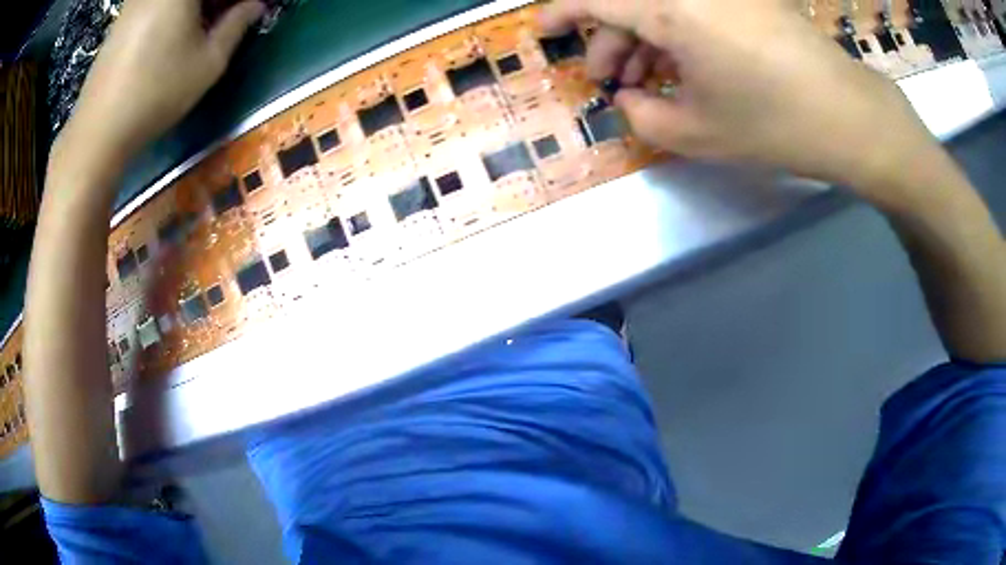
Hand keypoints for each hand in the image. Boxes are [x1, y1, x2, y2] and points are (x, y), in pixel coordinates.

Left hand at [64, 0, 263, 160]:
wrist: (98, 130)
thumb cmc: (156, 94)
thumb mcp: (208, 63)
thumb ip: (237, 25)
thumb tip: (255, 6)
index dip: (236, 3)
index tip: (246, 10)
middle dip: (216, 2)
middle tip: (228, 16)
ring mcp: (137, 0)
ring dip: (195, 6)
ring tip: (203, 25)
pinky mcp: (122, 17)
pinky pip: (155, 2)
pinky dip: (172, 10)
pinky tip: (175, 30)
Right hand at [541, 0, 942, 201]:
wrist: (850, 117)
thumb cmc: (775, 124)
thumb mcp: (696, 133)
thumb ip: (643, 115)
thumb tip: (628, 99)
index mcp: (671, 8)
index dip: (563, 13)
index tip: (546, 32)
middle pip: (630, 1)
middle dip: (611, 39)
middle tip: (614, 82)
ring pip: (662, 5)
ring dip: (645, 38)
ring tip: (651, 84)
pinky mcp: (748, 0)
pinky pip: (694, 8)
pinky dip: (678, 33)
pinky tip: (686, 67)